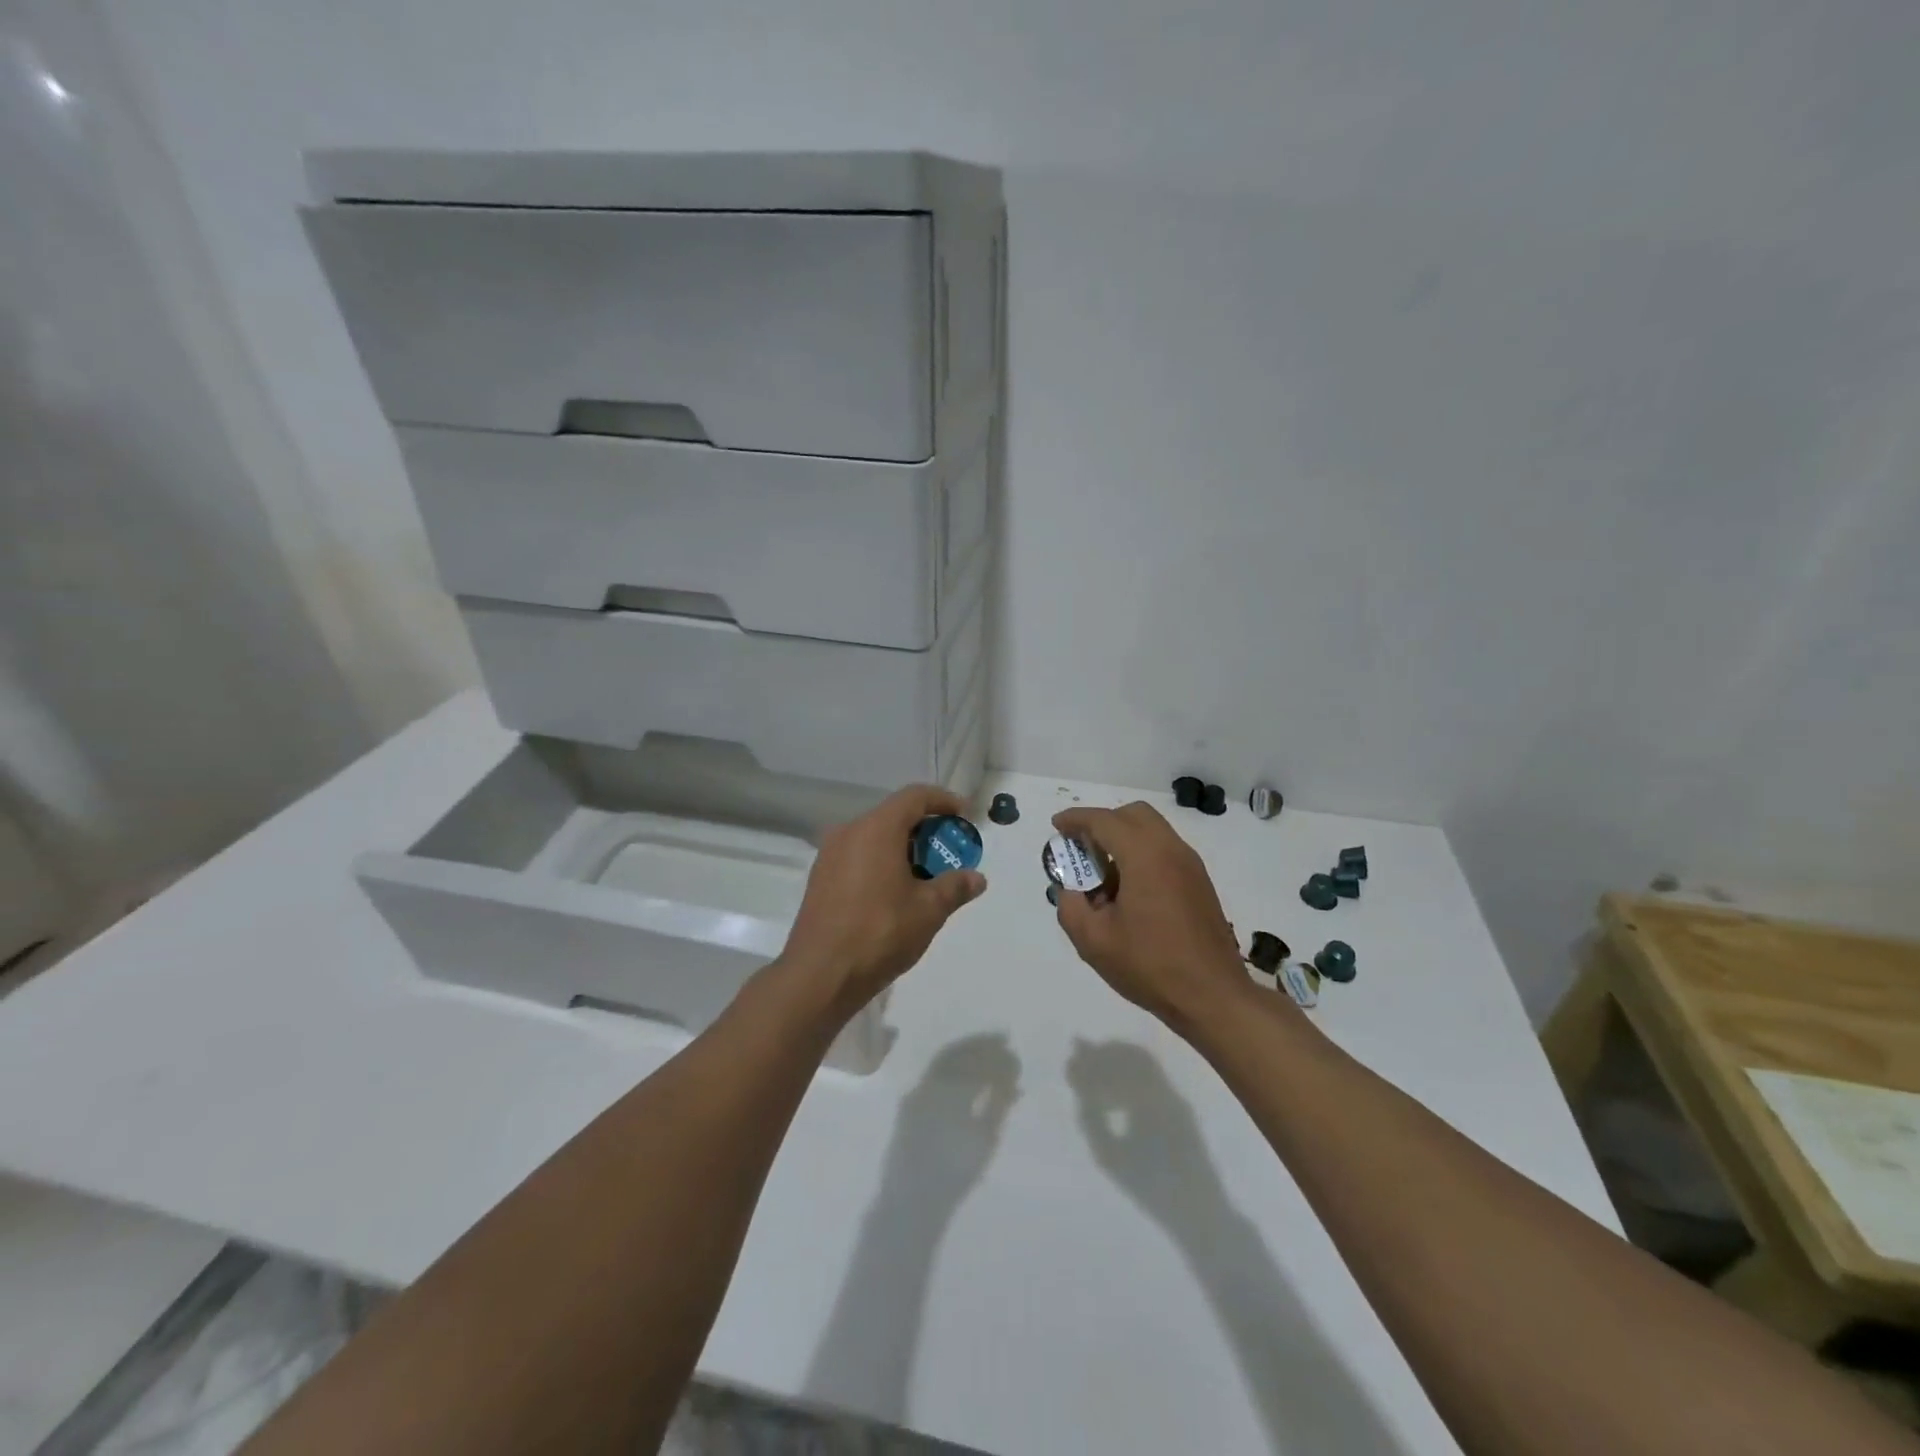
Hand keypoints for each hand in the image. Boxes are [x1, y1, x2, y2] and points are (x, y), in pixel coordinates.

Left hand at [783, 784, 986, 1015]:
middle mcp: (849, 832)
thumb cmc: (880, 933)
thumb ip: (955, 887)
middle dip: (926, 830)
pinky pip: (858, 856)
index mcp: (876, 829)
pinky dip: (882, 862)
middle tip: (950, 853)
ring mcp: (830, 855)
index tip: (964, 816)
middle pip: (894, 816)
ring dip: (904, 848)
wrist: (820, 975)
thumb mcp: (928, 910)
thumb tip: (976, 878)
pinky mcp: (820, 878)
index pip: (914, 797)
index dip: (943, 801)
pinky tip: (895, 893)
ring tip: (926, 877)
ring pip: (875, 837)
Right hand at [1051, 803, 1249, 1030]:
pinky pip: (1165, 850)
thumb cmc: (1150, 965)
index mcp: (1144, 856)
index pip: (1104, 821)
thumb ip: (1070, 906)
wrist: (1213, 996)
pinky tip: (1128, 890)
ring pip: (1152, 830)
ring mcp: (1190, 865)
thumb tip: (1070, 890)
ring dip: (1123, 838)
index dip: (1076, 819)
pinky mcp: (1199, 882)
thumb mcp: (1093, 941)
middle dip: (1102, 823)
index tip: (1056, 826)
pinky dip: (1141, 853)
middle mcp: (1171, 849)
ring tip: (1102, 873)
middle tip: (1080, 847)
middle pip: (1132, 815)